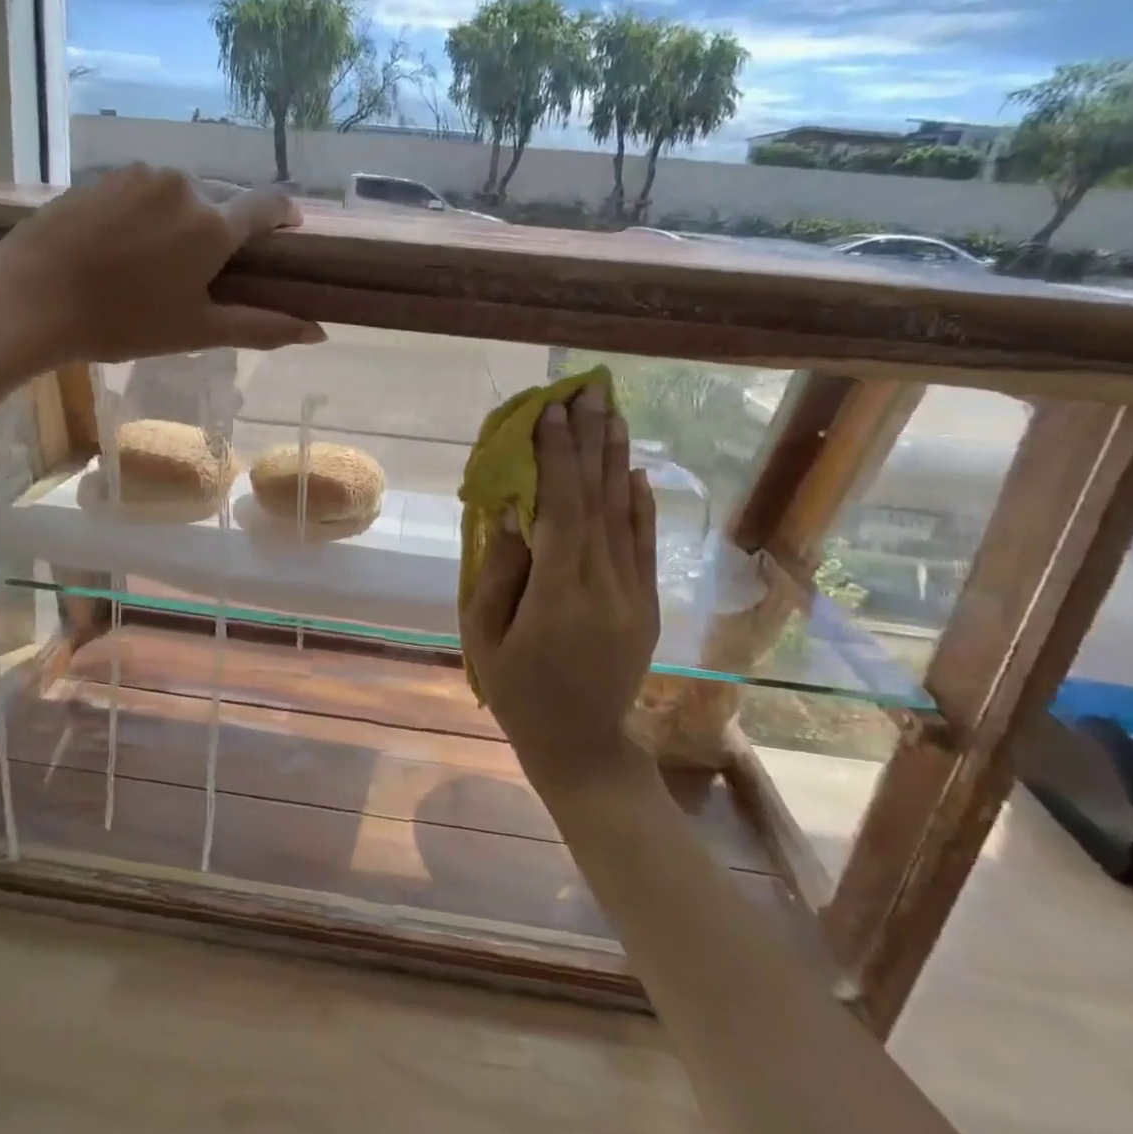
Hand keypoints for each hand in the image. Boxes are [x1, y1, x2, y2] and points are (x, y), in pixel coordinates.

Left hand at [0, 165, 324, 369]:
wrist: (32, 297)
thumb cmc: (124, 322)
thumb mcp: (197, 331)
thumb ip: (261, 326)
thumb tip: (318, 332)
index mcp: (213, 224)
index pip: (269, 204)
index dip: (285, 216)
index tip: (288, 232)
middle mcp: (184, 186)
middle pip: (221, 203)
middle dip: (222, 231)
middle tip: (202, 273)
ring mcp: (139, 174)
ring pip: (180, 195)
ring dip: (181, 221)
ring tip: (155, 262)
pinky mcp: (104, 175)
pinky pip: (143, 190)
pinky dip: (147, 213)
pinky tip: (123, 246)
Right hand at [461, 379, 662, 785]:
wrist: (581, 742)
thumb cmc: (517, 689)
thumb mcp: (485, 635)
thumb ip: (499, 570)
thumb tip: (511, 510)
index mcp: (558, 595)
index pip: (561, 509)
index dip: (557, 456)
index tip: (552, 410)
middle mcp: (604, 585)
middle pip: (598, 500)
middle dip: (589, 441)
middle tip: (587, 391)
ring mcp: (634, 593)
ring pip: (626, 514)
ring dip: (616, 459)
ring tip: (611, 413)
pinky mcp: (647, 602)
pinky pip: (644, 543)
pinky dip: (639, 502)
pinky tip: (633, 470)